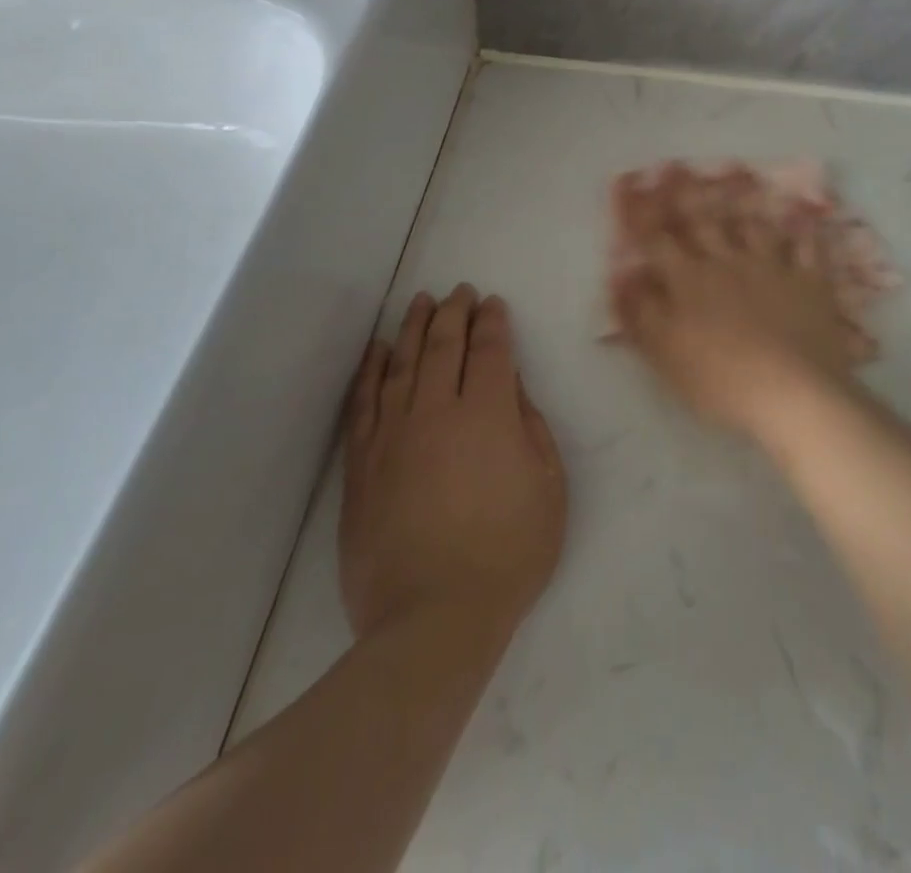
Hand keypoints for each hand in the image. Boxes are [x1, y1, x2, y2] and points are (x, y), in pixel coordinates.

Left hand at [339, 285, 566, 639]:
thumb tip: (512, 388)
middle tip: (459, 292)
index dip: (493, 322)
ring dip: (412, 328)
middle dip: (453, 313)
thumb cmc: (508, 553)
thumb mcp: (548, 488)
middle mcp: (438, 412)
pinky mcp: (362, 465)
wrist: (433, 619)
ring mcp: (393, 436)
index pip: (490, 351)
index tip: (493, 304)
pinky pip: (364, 403)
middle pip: (444, 346)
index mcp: (489, 415)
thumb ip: (532, 428)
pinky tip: (377, 351)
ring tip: (419, 303)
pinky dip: (370, 371)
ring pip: (401, 365)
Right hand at [609, 163, 861, 441]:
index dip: (641, 213)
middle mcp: (728, 263)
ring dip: (743, 203)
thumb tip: (622, 276)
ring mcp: (772, 268)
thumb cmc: (719, 380)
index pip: (658, 240)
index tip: (631, 185)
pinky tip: (806, 214)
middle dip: (686, 193)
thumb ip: (641, 312)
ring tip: (736, 176)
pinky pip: (809, 247)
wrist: (791, 393)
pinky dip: (806, 230)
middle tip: (677, 166)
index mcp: (689, 281)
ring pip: (754, 226)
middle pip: (703, 221)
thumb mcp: (665, 353)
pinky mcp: (809, 281)